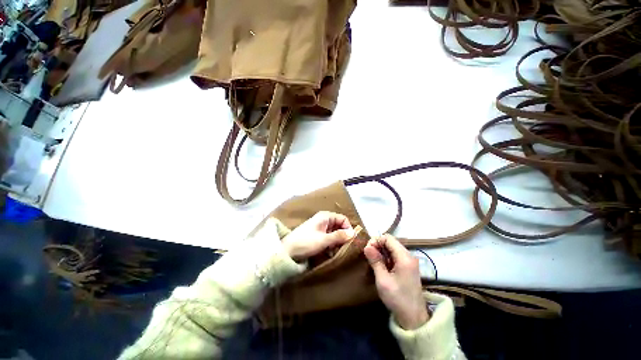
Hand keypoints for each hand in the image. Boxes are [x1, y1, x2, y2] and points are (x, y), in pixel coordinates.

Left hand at [282, 211, 355, 261]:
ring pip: (335, 235)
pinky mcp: (316, 239)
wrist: (287, 252)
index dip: (348, 229)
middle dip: (343, 237)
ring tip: (336, 252)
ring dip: (337, 243)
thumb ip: (339, 236)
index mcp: (325, 217)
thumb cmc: (305, 243)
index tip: (350, 240)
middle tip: (344, 248)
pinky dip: (331, 246)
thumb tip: (354, 233)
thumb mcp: (324, 240)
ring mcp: (319, 230)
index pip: (343, 219)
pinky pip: (328, 240)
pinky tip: (329, 254)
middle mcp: (323, 221)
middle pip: (339, 227)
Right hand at [364, 234, 428, 329]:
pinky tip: (381, 269)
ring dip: (383, 254)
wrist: (412, 312)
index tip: (365, 251)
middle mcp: (410, 256)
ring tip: (372, 264)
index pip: (389, 238)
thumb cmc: (396, 297)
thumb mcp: (383, 280)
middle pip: (393, 243)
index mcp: (405, 257)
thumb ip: (376, 262)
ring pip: (394, 251)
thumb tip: (367, 247)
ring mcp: (411, 263)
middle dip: (378, 247)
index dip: (376, 241)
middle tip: (367, 258)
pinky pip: (397, 258)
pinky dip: (388, 260)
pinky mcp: (410, 269)